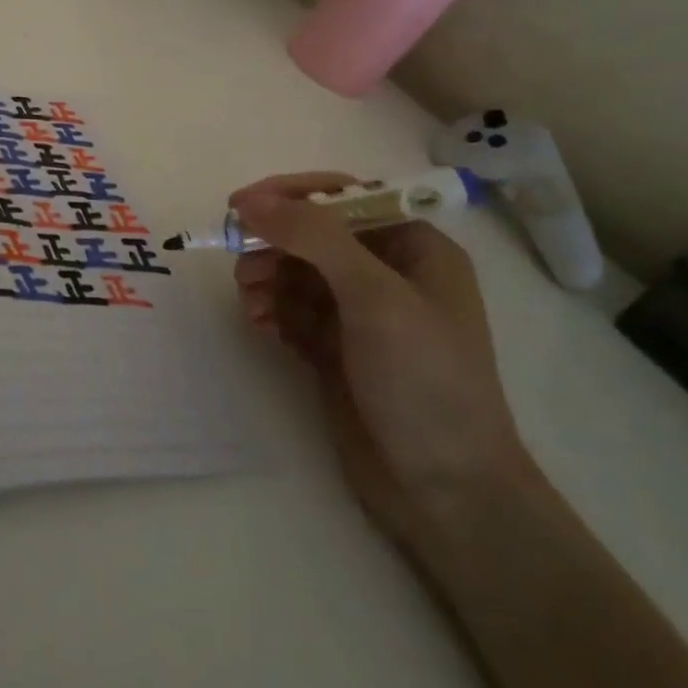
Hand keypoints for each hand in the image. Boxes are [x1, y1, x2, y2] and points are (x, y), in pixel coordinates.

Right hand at [231, 173, 536, 548]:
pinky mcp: (334, 347)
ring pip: (295, 271)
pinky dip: (270, 310)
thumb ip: (313, 237)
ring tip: (250, 303)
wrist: (446, 493)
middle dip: (273, 243)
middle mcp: (386, 272)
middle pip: (312, 234)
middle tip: (241, 265)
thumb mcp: (374, 296)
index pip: (344, 196)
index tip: (241, 205)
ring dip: (266, 277)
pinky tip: (260, 326)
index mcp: (413, 247)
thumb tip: (251, 200)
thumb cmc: (424, 379)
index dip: (292, 195)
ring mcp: (358, 313)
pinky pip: (290, 309)